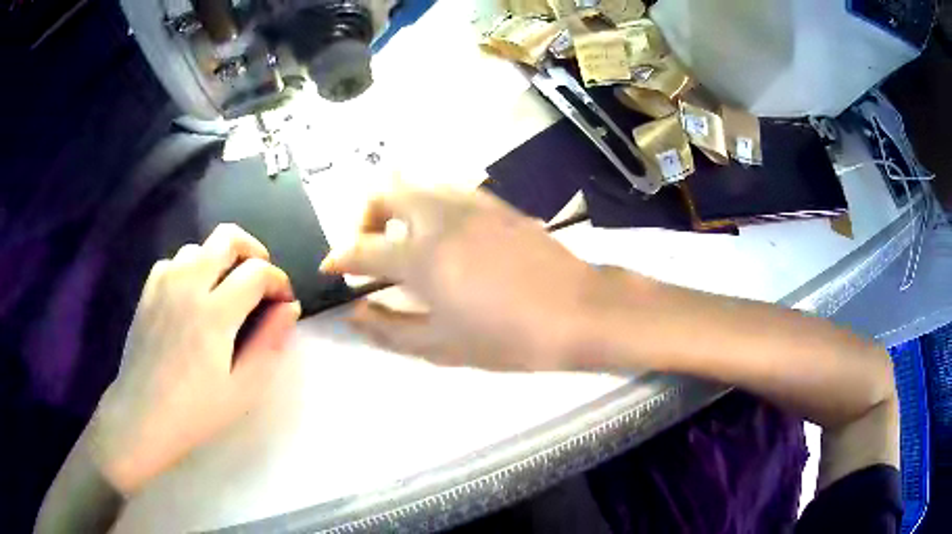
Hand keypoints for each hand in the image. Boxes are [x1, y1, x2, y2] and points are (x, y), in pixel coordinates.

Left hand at [89, 224, 299, 493]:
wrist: (143, 415)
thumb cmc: (197, 410)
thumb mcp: (244, 388)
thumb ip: (269, 343)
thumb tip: (289, 308)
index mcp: (214, 312)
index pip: (256, 272)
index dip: (278, 280)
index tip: (283, 300)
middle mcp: (188, 285)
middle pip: (227, 237)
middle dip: (252, 250)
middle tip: (259, 279)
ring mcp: (164, 283)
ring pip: (200, 247)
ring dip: (220, 260)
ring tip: (225, 291)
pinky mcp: (148, 290)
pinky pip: (175, 261)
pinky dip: (192, 268)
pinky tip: (193, 297)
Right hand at [321, 188, 598, 370]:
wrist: (579, 311)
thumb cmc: (510, 337)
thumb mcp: (442, 346)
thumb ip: (389, 329)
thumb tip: (353, 313)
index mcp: (422, 256)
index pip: (362, 247)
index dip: (338, 257)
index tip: (331, 267)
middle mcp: (440, 217)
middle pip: (384, 191)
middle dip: (364, 216)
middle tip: (368, 247)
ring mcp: (471, 204)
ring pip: (418, 184)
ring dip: (397, 206)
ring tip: (404, 240)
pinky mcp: (496, 204)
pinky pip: (448, 190)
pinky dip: (430, 205)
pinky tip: (443, 236)